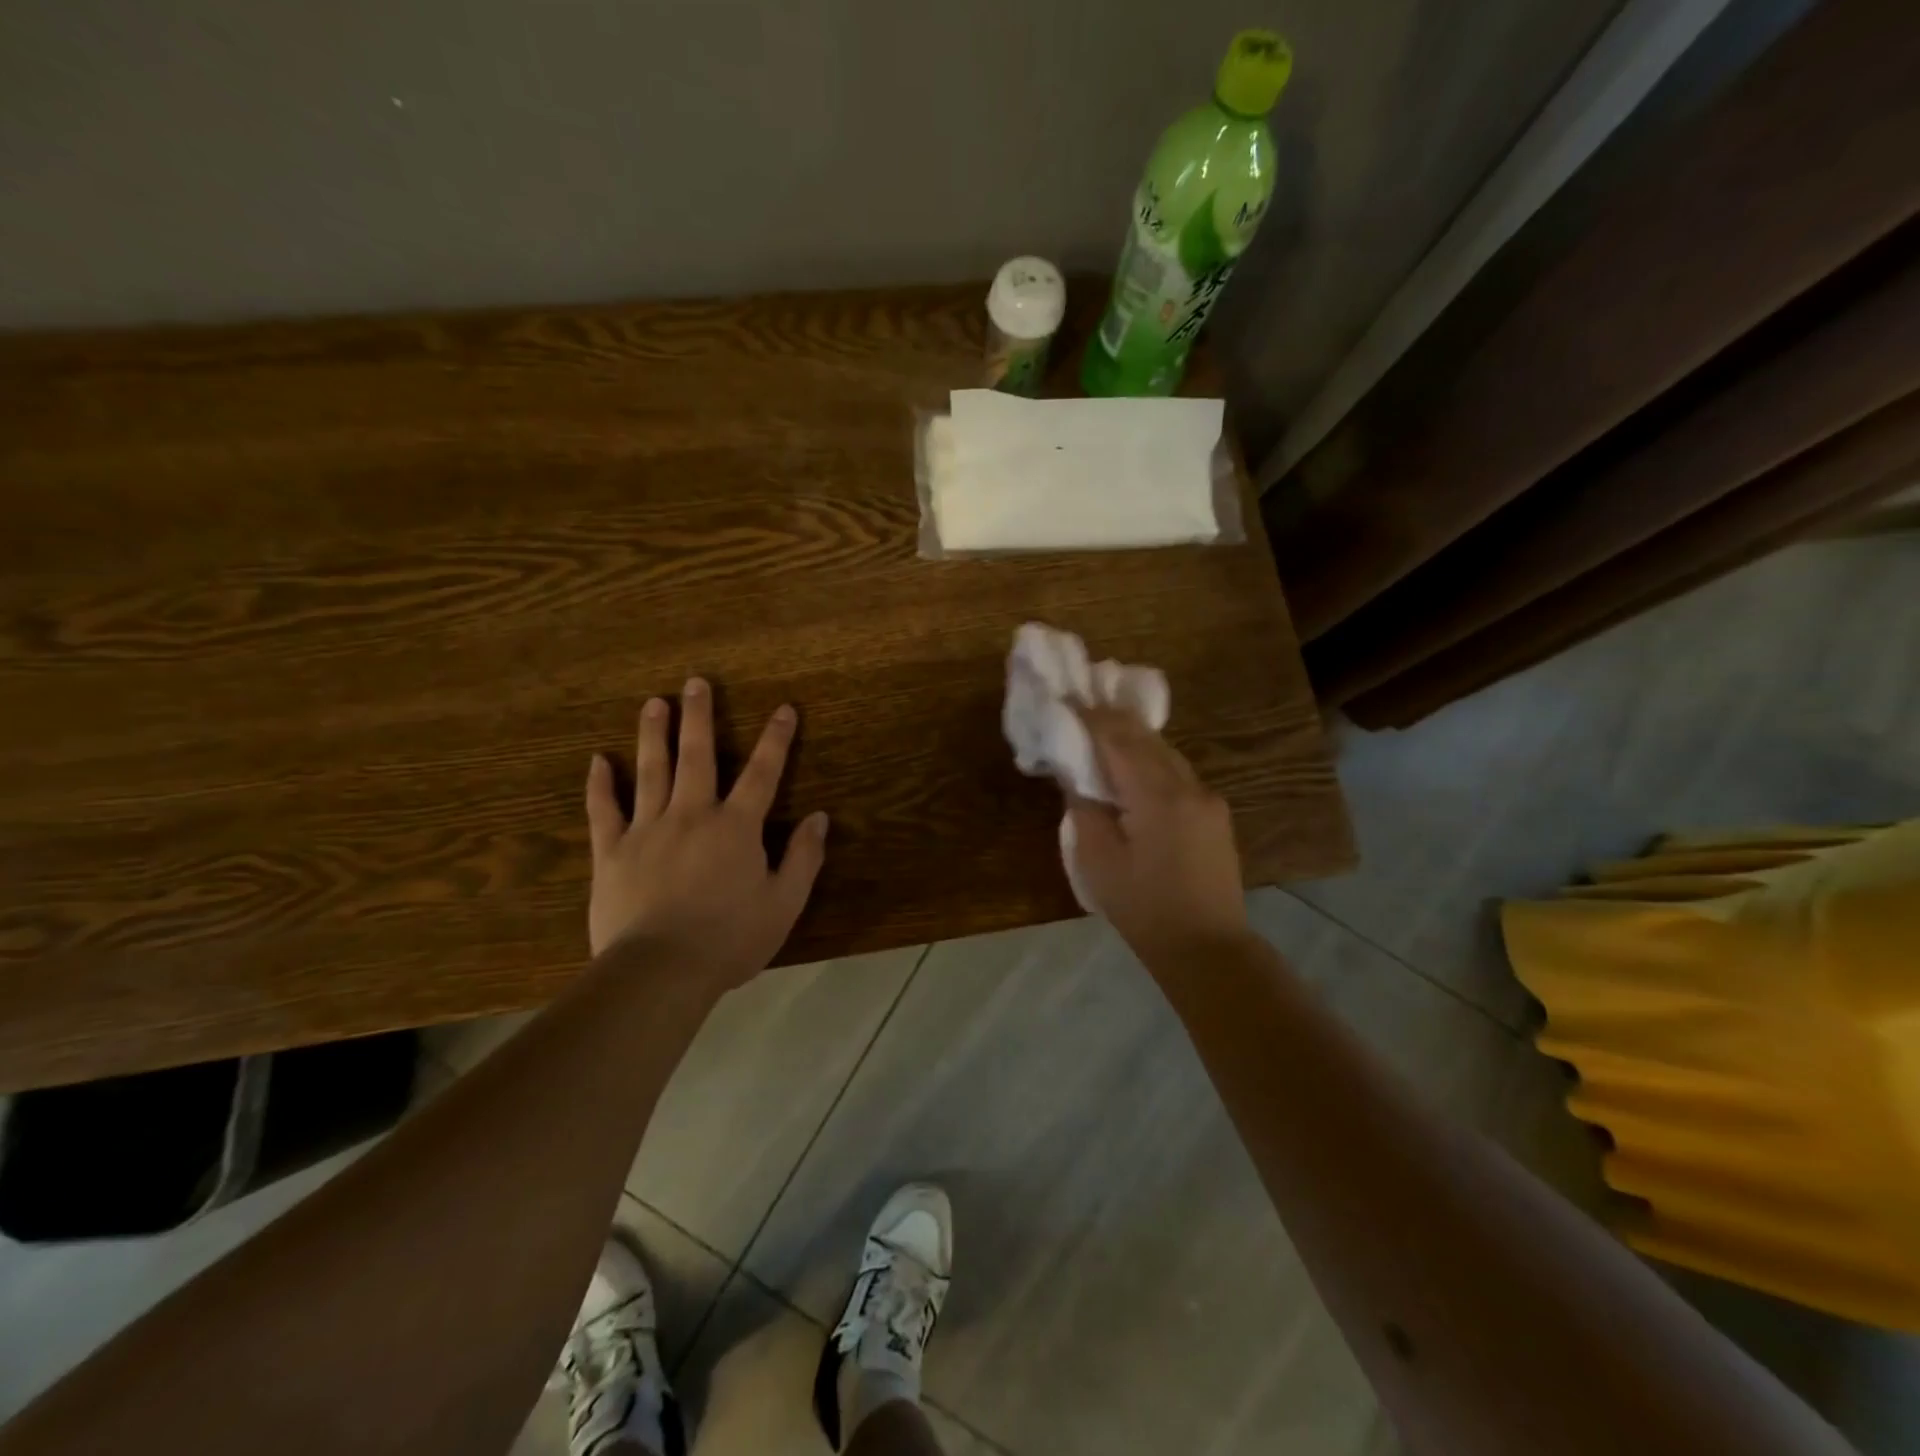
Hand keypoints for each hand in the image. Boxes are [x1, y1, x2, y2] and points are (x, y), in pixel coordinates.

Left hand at [584, 678, 828, 990]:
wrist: (660, 971)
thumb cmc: (730, 939)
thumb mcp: (784, 903)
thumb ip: (804, 858)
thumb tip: (818, 818)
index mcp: (736, 827)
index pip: (763, 773)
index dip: (776, 739)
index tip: (784, 709)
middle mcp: (692, 815)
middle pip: (697, 756)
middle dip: (699, 717)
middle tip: (695, 683)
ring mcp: (647, 830)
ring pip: (650, 771)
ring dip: (653, 735)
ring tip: (653, 703)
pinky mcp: (611, 852)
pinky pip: (603, 811)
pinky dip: (600, 785)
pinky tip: (597, 761)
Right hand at [1068, 706, 1249, 965]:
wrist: (1208, 948)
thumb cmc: (1145, 910)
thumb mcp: (1099, 862)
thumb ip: (1085, 812)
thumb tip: (1077, 779)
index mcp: (1158, 796)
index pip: (1119, 739)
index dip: (1091, 718)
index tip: (1065, 701)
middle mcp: (1189, 787)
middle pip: (1147, 739)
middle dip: (1113, 721)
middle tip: (1080, 708)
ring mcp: (1208, 799)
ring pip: (1166, 754)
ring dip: (1134, 740)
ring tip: (1101, 732)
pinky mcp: (1215, 815)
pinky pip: (1177, 774)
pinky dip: (1151, 762)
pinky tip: (1132, 770)